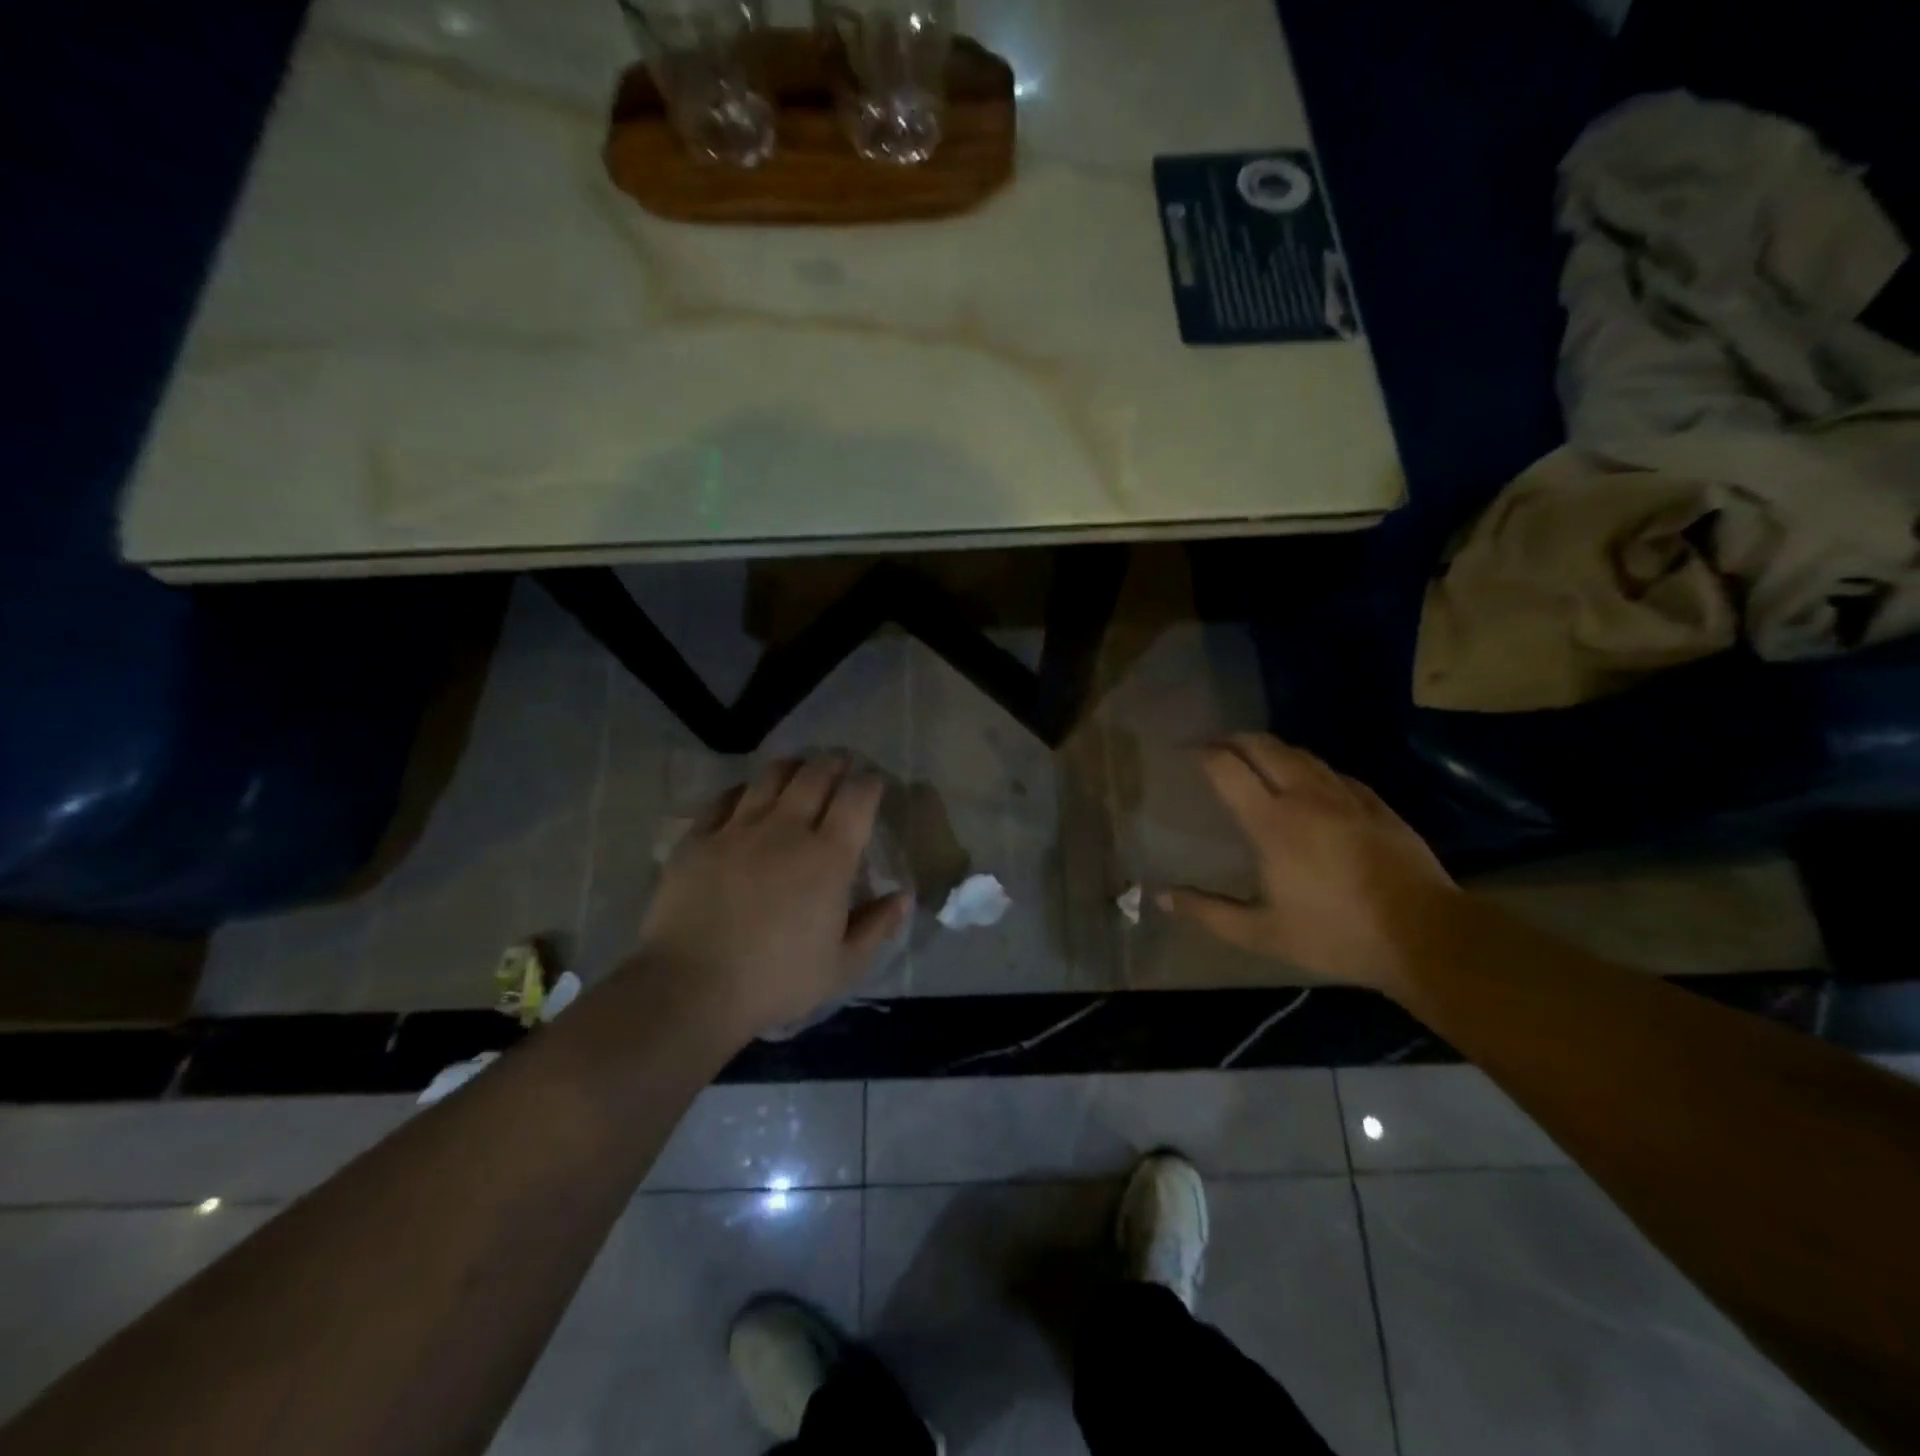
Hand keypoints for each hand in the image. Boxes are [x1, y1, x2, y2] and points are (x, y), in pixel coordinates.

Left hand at [636, 756, 909, 1041]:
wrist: (691, 987)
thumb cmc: (776, 981)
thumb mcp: (842, 966)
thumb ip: (877, 926)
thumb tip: (904, 896)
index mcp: (828, 857)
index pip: (857, 799)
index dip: (869, 784)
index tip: (873, 783)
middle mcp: (786, 830)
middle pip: (815, 775)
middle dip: (833, 763)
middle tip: (840, 763)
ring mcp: (738, 829)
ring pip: (770, 777)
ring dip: (792, 767)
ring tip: (798, 769)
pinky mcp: (698, 838)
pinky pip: (725, 799)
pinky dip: (744, 790)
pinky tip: (747, 796)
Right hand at [1160, 734, 1458, 996]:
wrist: (1426, 937)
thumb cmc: (1336, 935)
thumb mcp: (1263, 935)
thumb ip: (1209, 913)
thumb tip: (1163, 898)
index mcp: (1273, 823)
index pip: (1228, 769)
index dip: (1202, 753)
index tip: (1184, 751)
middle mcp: (1306, 797)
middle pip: (1264, 747)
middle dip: (1233, 739)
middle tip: (1213, 745)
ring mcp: (1346, 797)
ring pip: (1301, 754)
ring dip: (1270, 748)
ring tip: (1253, 756)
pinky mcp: (1377, 805)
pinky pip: (1333, 772)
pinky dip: (1308, 767)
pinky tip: (1308, 780)